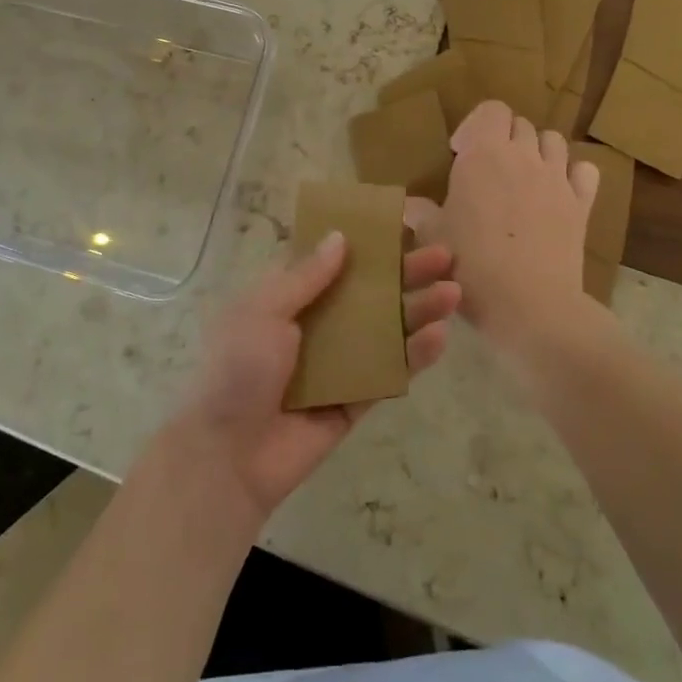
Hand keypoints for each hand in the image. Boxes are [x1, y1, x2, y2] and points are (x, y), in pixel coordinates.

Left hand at [173, 233, 461, 518]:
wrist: (228, 453)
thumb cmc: (240, 367)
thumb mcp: (265, 309)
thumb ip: (306, 276)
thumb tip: (340, 237)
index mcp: (289, 299)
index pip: (334, 263)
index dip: (366, 245)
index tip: (403, 227)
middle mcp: (317, 325)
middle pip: (369, 293)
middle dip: (405, 275)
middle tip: (444, 257)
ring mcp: (339, 364)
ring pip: (386, 330)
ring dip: (418, 311)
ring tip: (453, 293)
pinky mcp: (355, 401)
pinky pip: (388, 373)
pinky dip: (414, 356)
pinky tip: (439, 336)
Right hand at [405, 100, 598, 352]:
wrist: (530, 306)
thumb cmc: (472, 265)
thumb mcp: (433, 237)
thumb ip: (420, 213)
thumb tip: (409, 204)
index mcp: (483, 154)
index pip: (491, 109)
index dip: (476, 125)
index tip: (460, 153)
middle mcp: (523, 155)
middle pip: (519, 124)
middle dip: (503, 138)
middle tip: (488, 170)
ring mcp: (557, 178)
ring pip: (553, 140)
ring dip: (537, 150)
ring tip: (522, 177)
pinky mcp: (582, 204)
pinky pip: (585, 171)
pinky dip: (572, 174)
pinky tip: (558, 192)